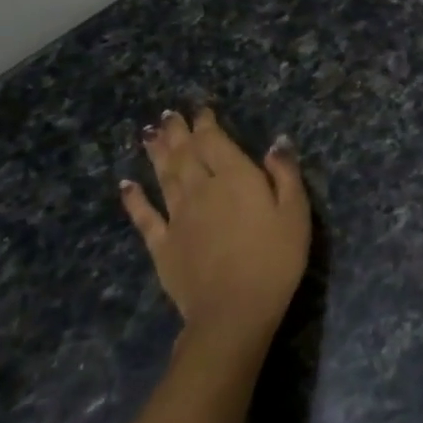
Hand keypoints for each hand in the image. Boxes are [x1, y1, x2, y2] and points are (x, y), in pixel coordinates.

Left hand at [120, 108, 309, 346]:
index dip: (206, 125)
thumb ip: (285, 173)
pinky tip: (126, 185)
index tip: (201, 111)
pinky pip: (145, 216)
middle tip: (168, 115)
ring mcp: (177, 217)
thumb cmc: (275, 259)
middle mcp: (201, 189)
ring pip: (163, 176)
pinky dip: (134, 199)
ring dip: (156, 153)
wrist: (234, 311)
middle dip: (177, 132)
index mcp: (235, 178)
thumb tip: (276, 142)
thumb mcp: (296, 212)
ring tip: (148, 133)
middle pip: (185, 154)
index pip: (215, 142)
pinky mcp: (162, 245)